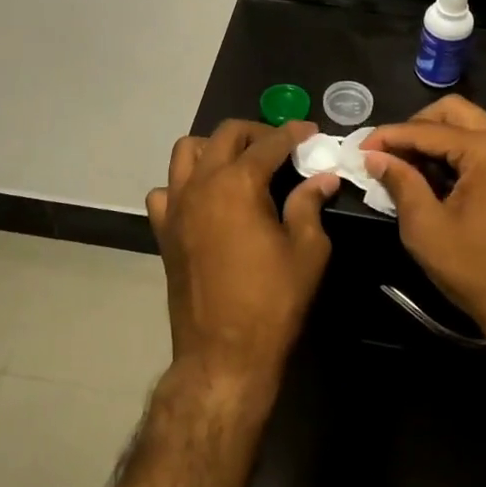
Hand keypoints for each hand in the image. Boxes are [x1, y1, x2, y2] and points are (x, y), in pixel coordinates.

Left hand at [146, 120, 337, 392]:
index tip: (311, 132)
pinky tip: (205, 199)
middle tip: (280, 146)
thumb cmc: (272, 301)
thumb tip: (322, 178)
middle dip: (256, 132)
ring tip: (239, 163)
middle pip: (224, 135)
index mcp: (238, 183)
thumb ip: (310, 204)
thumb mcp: (307, 250)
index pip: (269, 143)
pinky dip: (183, 184)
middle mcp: (201, 183)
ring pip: (186, 152)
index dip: (294, 133)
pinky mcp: (164, 231)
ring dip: (214, 148)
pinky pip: (165, 191)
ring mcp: (176, 206)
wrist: (223, 354)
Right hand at [361, 96, 485, 335]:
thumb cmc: (476, 269)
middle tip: (391, 152)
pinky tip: (442, 177)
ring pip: (474, 126)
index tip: (361, 148)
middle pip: (455, 111)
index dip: (390, 136)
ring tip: (412, 166)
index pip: (428, 130)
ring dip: (440, 138)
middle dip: (417, 126)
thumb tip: (375, 157)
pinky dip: (463, 151)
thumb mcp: (426, 228)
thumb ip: (400, 182)